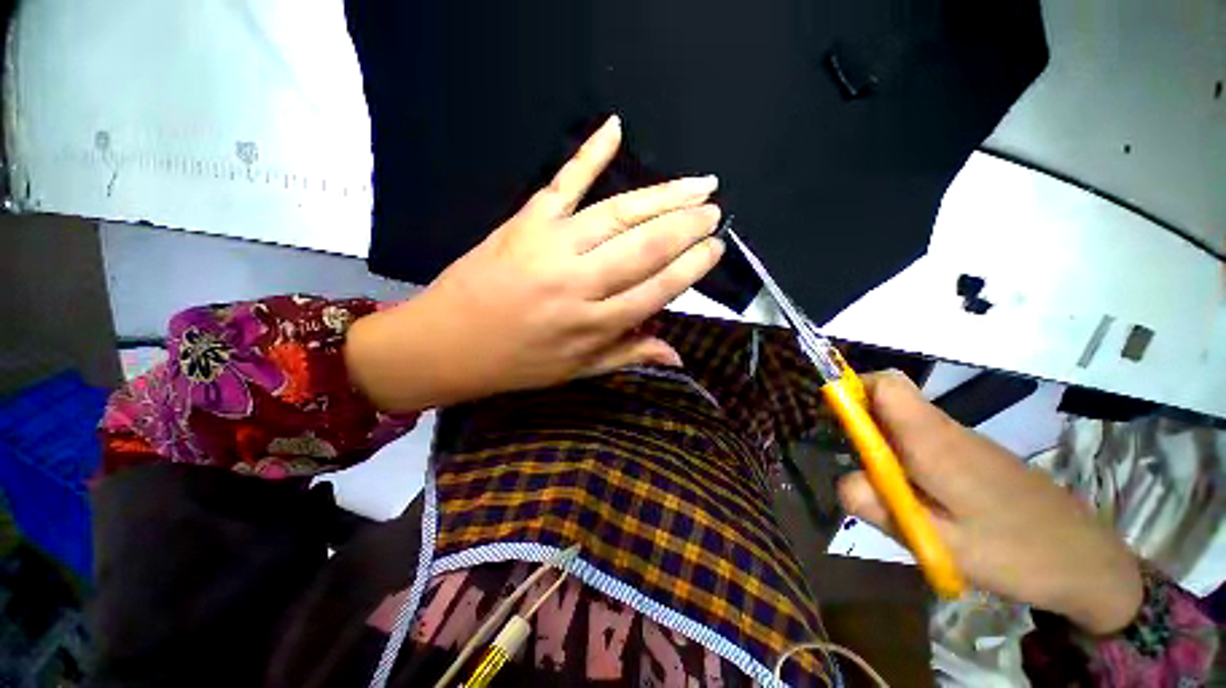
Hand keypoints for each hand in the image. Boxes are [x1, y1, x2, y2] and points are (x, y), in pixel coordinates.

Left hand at [346, 115, 724, 410]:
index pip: (658, 288)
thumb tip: (677, 356)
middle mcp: (579, 283)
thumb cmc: (517, 363)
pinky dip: (588, 153)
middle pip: (645, 246)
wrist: (447, 344)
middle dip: (686, 225)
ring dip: (663, 195)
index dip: (691, 266)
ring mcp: (551, 246)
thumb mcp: (576, 371)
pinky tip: (614, 128)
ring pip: (618, 214)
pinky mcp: (525, 222)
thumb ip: (628, 355)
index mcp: (594, 325)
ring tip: (699, 184)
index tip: (715, 248)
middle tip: (713, 209)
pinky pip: (563, 182)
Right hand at [837, 371, 1143, 634]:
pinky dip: (903, 456)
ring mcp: (962, 440)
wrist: (1087, 561)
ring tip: (889, 492)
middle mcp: (945, 429)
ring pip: (903, 421)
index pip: (886, 385)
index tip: (832, 417)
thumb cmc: (1015, 552)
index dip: (852, 389)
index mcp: (934, 441)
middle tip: (857, 466)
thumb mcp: (940, 543)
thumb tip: (841, 479)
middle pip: (889, 399)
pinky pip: (921, 439)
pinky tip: (918, 497)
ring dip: (880, 444)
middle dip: (859, 422)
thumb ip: (881, 507)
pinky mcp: (972, 454)